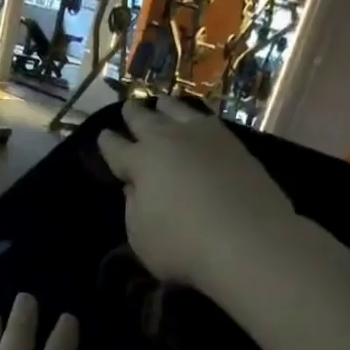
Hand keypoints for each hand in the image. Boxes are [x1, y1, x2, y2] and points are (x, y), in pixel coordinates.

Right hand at [96, 99, 296, 289]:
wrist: (247, 239)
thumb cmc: (182, 245)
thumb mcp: (141, 237)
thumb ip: (134, 208)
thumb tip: (135, 187)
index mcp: (142, 161)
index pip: (118, 149)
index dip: (108, 143)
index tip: (103, 136)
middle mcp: (171, 140)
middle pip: (148, 121)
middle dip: (134, 115)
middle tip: (128, 106)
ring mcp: (207, 137)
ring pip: (180, 112)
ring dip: (167, 107)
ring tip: (162, 103)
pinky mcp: (236, 145)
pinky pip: (209, 121)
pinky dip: (197, 118)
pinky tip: (199, 122)